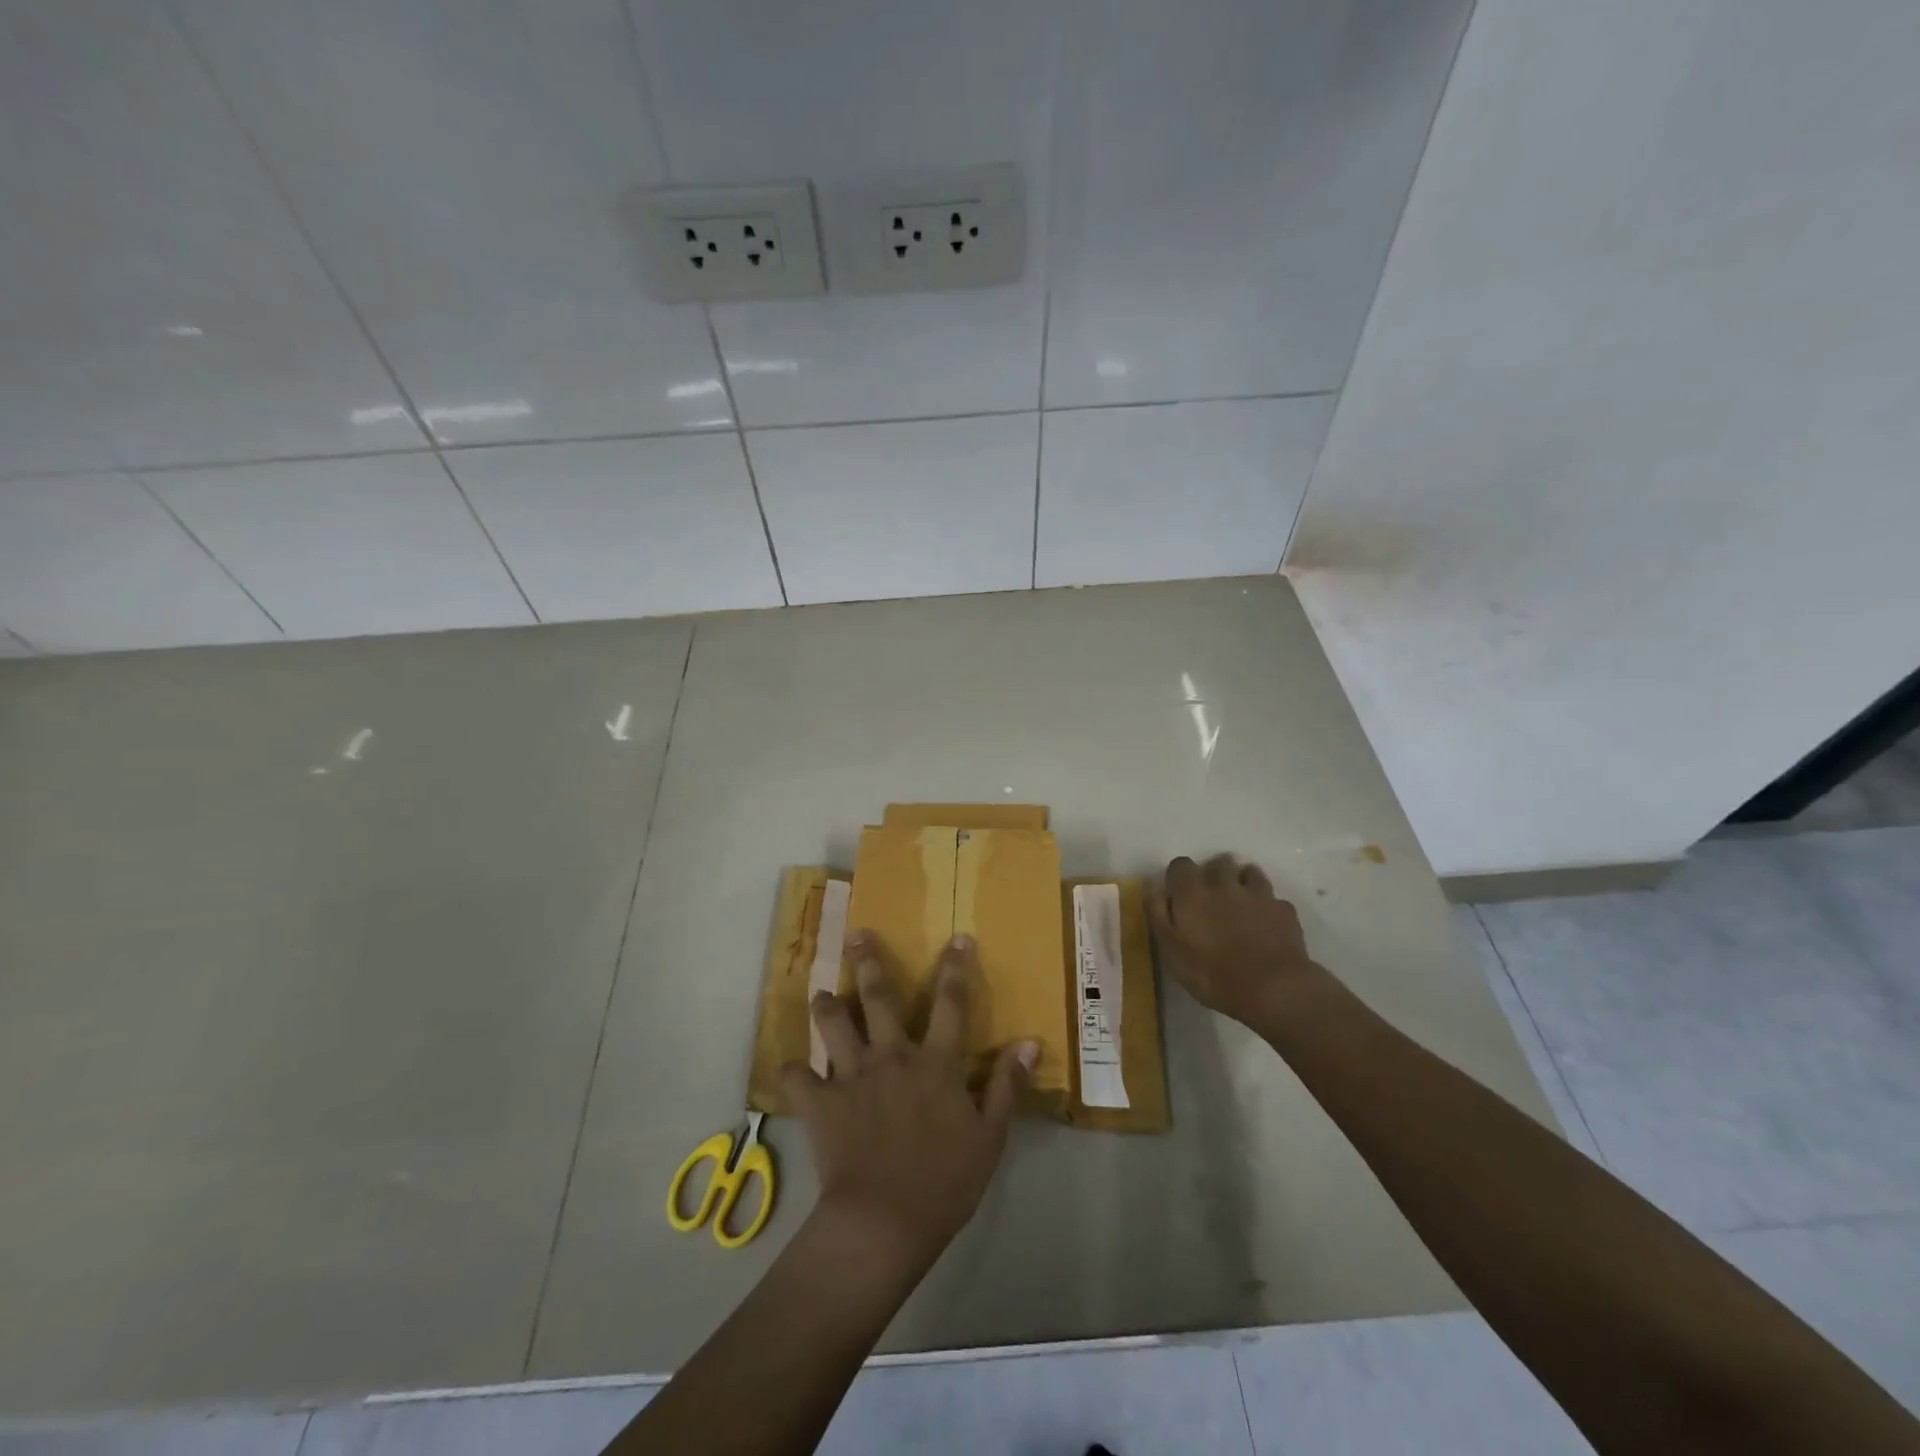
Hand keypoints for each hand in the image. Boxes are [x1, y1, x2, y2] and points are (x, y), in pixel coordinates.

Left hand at [781, 930, 1036, 1273]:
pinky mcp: (821, 1103)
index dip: (956, 968)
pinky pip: (798, 1078)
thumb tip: (1029, 1042)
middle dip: (868, 961)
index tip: (957, 938)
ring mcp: (852, 1076)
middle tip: (856, 934)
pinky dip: (794, 1073)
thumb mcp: (989, 1138)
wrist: (883, 1222)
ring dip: (826, 1006)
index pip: (951, 1003)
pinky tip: (793, 1071)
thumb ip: (1006, 1086)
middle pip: (879, 998)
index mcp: (935, 1063)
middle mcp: (892, 1056)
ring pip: (833, 1025)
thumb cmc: (944, 1183)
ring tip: (820, 993)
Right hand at [1146, 853, 1329, 1026]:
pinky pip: (1272, 898)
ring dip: (1242, 881)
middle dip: (1213, 874)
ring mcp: (1258, 894)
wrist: (1273, 988)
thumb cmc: (1212, 974)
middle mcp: (1224, 884)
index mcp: (1192, 892)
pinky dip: (1267, 905)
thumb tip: (1152, 887)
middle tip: (1210, 899)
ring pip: (1249, 872)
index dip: (1178, 877)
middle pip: (1217, 862)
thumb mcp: (1170, 950)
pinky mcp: (1284, 910)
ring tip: (1240, 903)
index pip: (1180, 865)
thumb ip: (1158, 914)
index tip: (1179, 895)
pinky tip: (1266, 924)